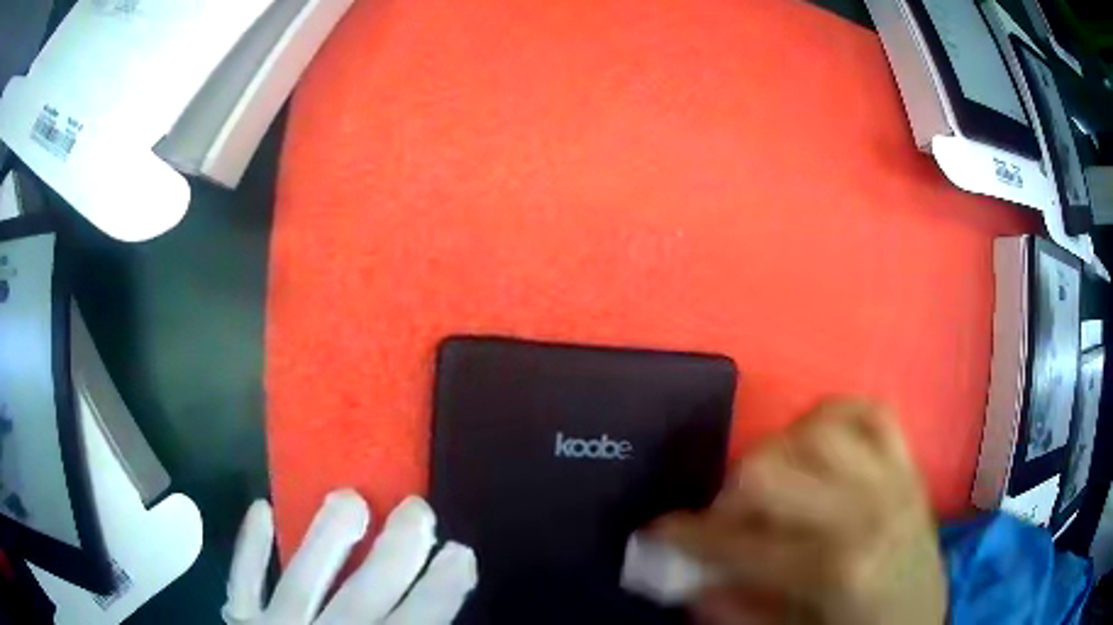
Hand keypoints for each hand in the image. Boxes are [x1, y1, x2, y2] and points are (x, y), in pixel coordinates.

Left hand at [222, 490, 476, 624]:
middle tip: (417, 509)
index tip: (461, 553)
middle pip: (362, 599)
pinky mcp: (243, 622)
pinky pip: (243, 584)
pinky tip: (261, 508)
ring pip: (302, 583)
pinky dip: (249, 549)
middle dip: (394, 555)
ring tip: (350, 497)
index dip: (439, 592)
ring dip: (325, 540)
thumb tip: (437, 618)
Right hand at [652, 399, 945, 623]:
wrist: (921, 621)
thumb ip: (736, 609)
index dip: (689, 535)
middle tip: (723, 520)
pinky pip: (869, 412)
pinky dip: (834, 417)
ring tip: (772, 484)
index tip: (656, 531)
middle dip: (730, 491)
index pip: (743, 540)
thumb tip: (688, 579)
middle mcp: (867, 509)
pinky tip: (815, 443)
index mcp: (836, 567)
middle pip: (773, 464)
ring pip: (819, 425)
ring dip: (780, 449)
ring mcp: (893, 478)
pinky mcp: (909, 464)